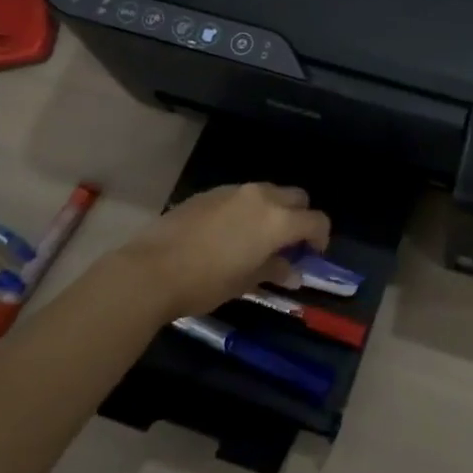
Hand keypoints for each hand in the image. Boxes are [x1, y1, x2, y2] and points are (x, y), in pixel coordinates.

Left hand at [108, 183, 331, 320]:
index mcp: (277, 220)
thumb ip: (275, 270)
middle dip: (299, 217)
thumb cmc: (206, 282)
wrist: (151, 269)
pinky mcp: (209, 193)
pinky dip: (247, 209)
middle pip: (296, 197)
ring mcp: (233, 191)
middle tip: (289, 243)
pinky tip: (229, 233)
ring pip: (268, 192)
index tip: (313, 254)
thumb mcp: (246, 281)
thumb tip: (293, 271)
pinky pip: (241, 196)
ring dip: (273, 210)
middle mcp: (261, 197)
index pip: (316, 220)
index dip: (321, 237)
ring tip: (258, 238)